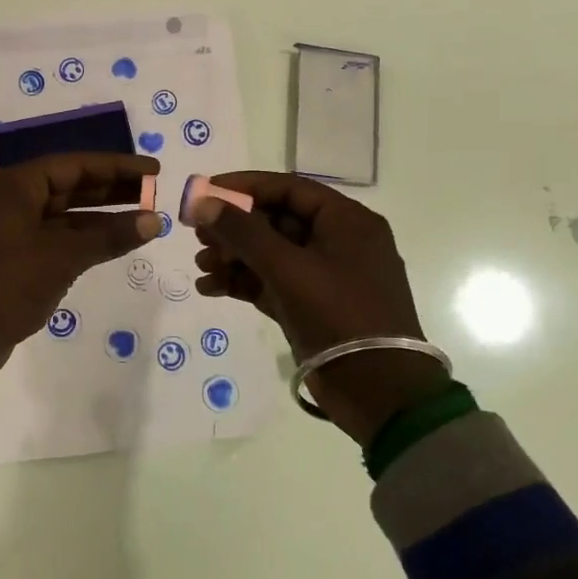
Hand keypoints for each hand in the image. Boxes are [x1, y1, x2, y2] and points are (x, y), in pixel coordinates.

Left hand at [0, 153, 160, 378]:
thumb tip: (154, 221)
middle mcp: (5, 200)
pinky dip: (78, 241)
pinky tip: (108, 246)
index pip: (75, 165)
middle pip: (68, 187)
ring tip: (141, 221)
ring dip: (98, 219)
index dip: (118, 167)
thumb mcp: (61, 257)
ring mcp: (3, 230)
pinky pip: (48, 238)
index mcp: (12, 186)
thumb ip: (109, 236)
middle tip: (153, 194)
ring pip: (60, 216)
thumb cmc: (6, 284)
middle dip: (111, 191)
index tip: (154, 171)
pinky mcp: (4, 258)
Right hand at [191, 172, 444, 444]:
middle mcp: (340, 242)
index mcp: (347, 221)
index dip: (245, 186)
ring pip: (273, 254)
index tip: (206, 191)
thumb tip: (203, 202)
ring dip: (235, 257)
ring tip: (201, 267)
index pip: (289, 189)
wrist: (380, 392)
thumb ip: (243, 232)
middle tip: (198, 236)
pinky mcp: (315, 306)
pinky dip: (245, 283)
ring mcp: (328, 276)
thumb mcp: (288, 268)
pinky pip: (274, 282)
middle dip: (235, 229)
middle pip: (277, 221)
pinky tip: (212, 288)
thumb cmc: (338, 316)